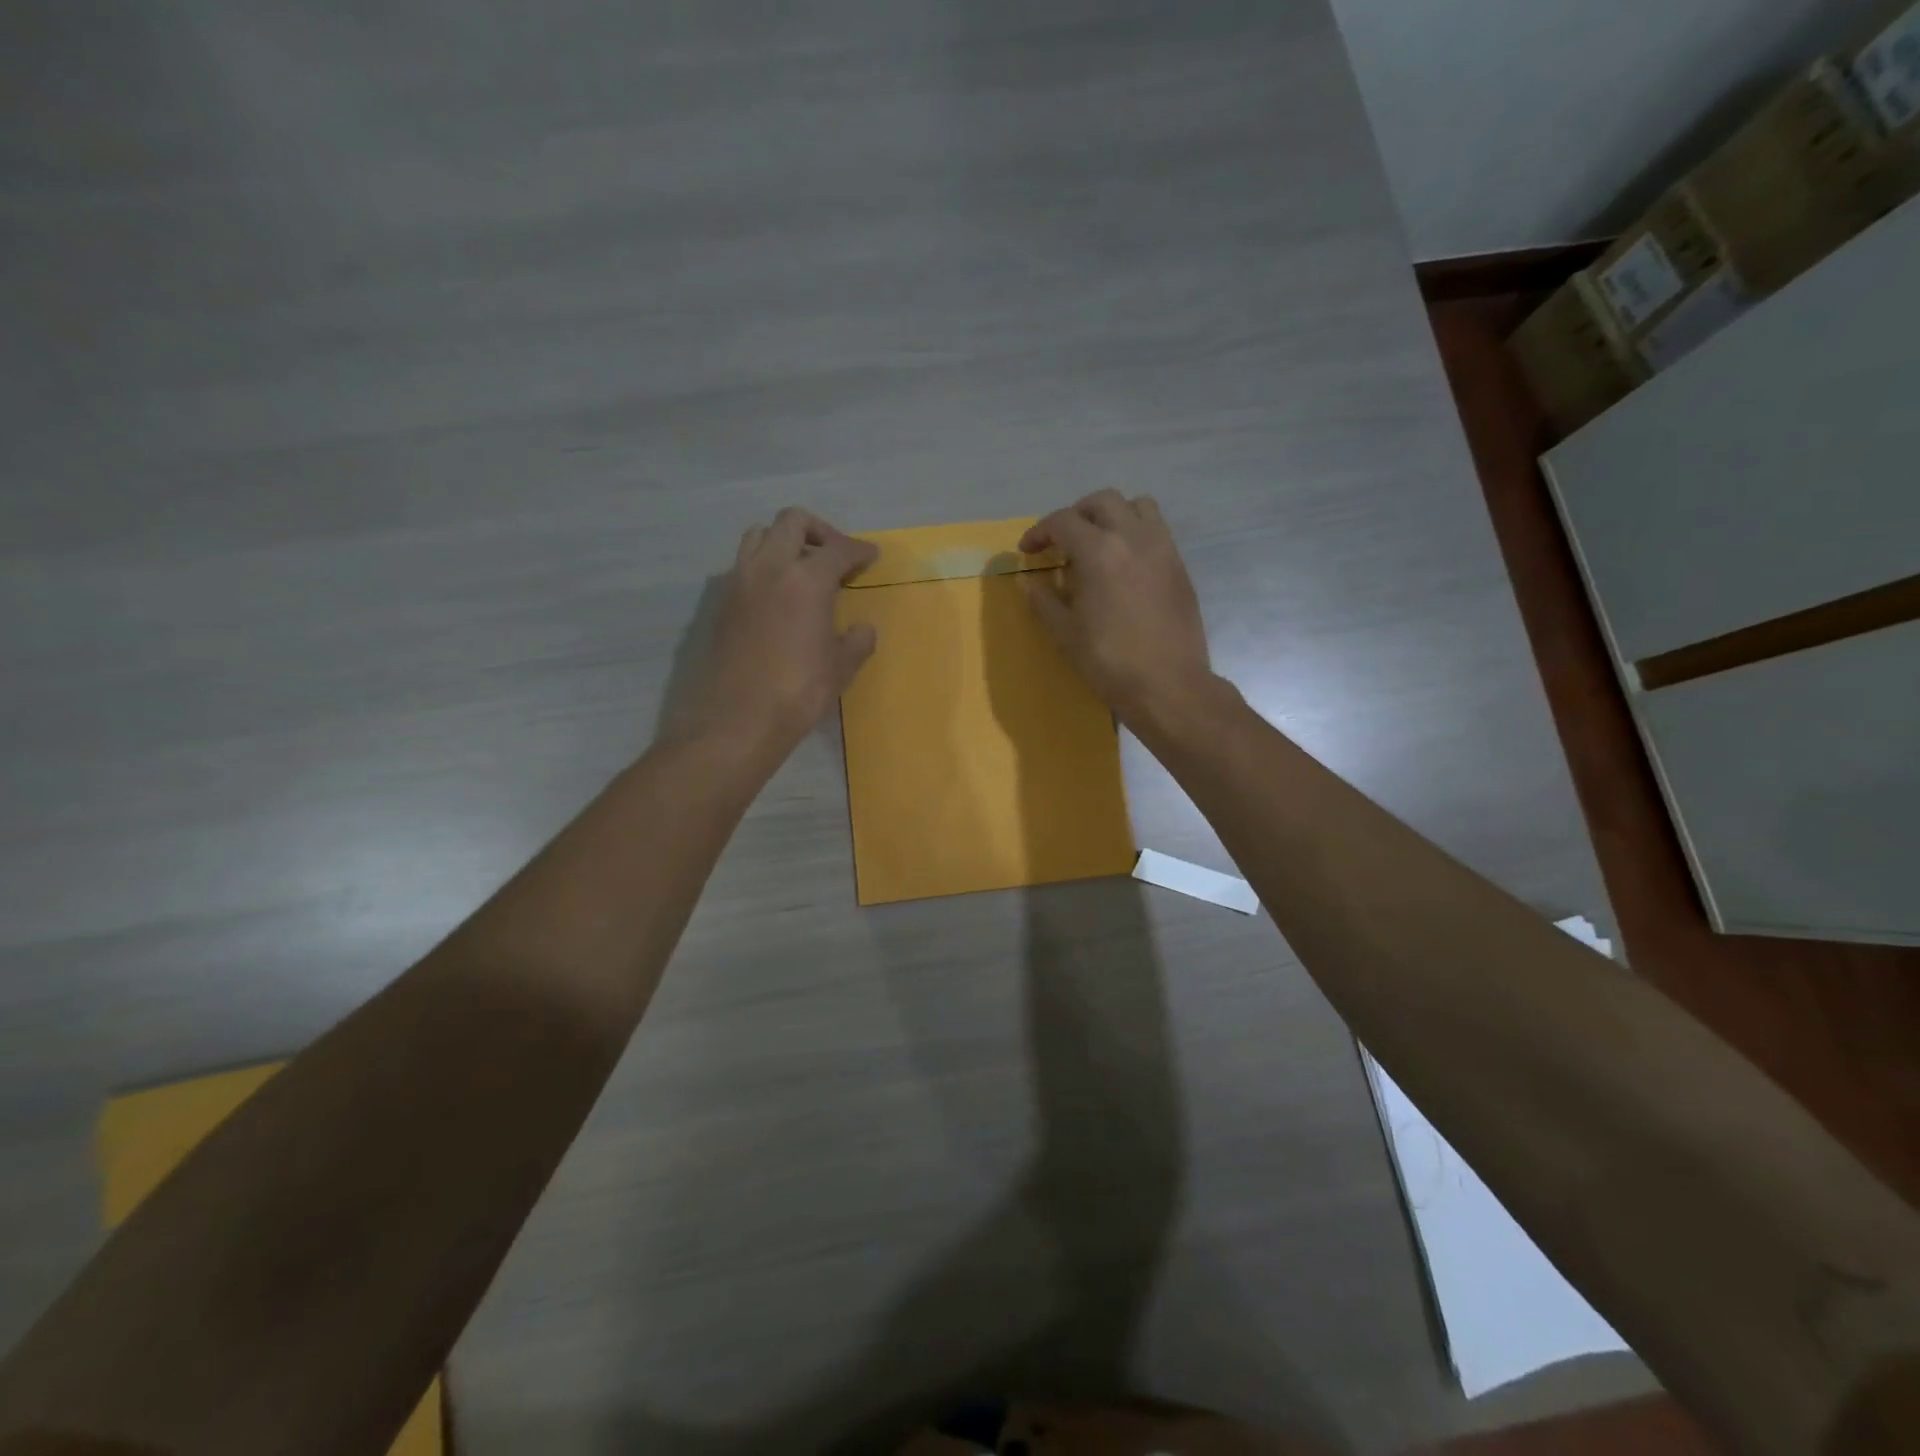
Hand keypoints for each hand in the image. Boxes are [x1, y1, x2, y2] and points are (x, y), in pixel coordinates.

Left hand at [681, 508, 878, 759]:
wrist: (739, 719)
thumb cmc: (799, 692)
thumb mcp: (841, 668)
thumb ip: (857, 641)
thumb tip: (863, 628)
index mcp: (807, 580)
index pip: (838, 549)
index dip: (859, 550)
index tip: (871, 556)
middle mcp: (770, 568)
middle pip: (792, 522)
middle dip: (819, 531)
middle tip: (835, 556)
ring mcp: (740, 582)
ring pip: (759, 535)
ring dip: (784, 541)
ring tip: (802, 569)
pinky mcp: (723, 602)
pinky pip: (744, 565)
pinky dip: (764, 566)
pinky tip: (778, 596)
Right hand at [1020, 490, 1213, 727]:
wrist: (1169, 684)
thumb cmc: (1110, 661)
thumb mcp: (1066, 633)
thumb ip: (1043, 600)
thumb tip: (1028, 581)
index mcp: (1100, 551)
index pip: (1063, 522)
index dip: (1040, 532)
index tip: (1028, 551)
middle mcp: (1133, 537)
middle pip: (1102, 501)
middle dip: (1076, 515)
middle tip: (1061, 541)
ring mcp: (1162, 548)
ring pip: (1137, 506)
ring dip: (1112, 515)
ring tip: (1098, 542)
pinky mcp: (1179, 565)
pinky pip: (1157, 530)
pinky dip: (1135, 533)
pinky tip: (1124, 564)